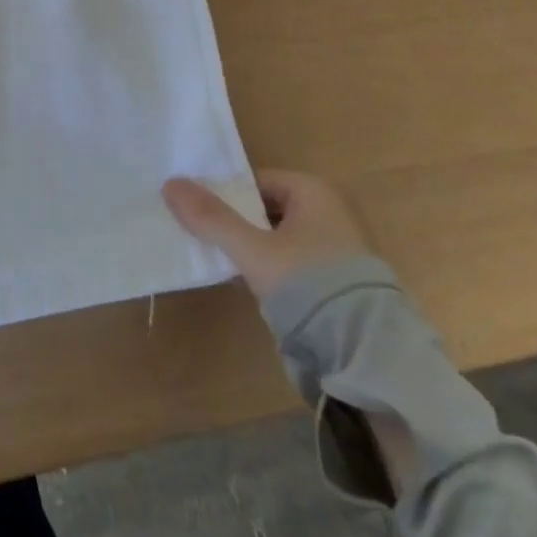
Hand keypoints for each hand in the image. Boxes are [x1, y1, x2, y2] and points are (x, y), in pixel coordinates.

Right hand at [161, 168, 369, 298]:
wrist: (367, 354)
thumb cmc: (308, 284)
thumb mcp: (252, 249)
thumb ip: (212, 218)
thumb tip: (169, 183)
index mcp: (314, 191)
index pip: (255, 182)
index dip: (225, 196)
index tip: (198, 212)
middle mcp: (330, 212)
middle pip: (267, 209)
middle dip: (238, 223)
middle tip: (204, 237)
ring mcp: (338, 249)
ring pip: (279, 239)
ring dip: (254, 249)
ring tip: (222, 261)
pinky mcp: (340, 284)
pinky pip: (294, 265)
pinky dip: (273, 271)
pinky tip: (253, 286)